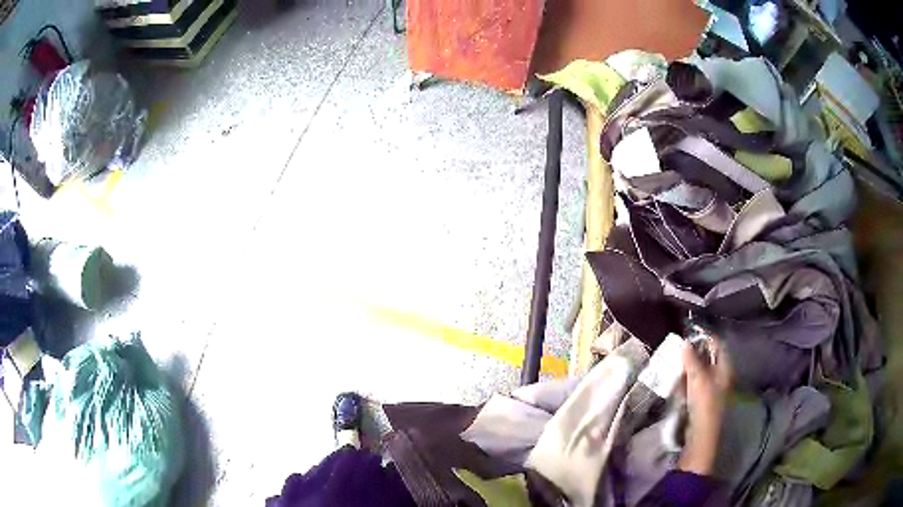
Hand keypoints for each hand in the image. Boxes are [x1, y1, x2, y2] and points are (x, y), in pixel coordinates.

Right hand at [678, 338, 731, 474]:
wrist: (701, 434)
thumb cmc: (704, 403)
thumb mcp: (697, 378)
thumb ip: (691, 359)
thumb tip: (684, 342)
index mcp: (725, 368)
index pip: (717, 345)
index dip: (704, 338)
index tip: (689, 334)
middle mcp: (722, 375)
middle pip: (708, 357)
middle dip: (694, 353)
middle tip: (679, 350)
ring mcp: (713, 388)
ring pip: (701, 371)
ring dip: (689, 367)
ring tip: (676, 364)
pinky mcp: (703, 399)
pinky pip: (695, 383)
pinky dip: (687, 380)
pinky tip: (678, 382)